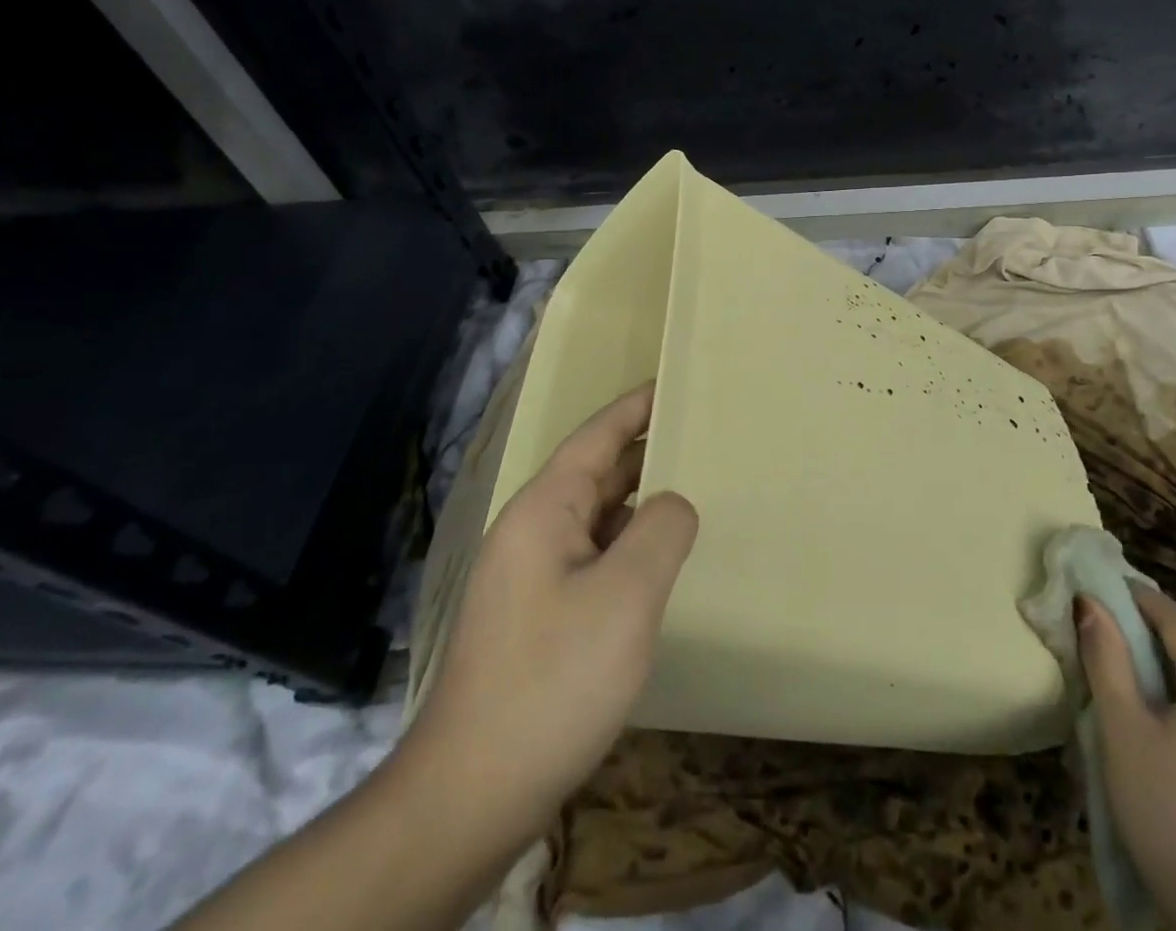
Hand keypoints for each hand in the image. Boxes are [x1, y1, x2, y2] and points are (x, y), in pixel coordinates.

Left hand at [399, 383, 697, 845]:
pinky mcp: (537, 617)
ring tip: (695, 491)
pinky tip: (662, 563)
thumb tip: (673, 504)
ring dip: (640, 502)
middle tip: (703, 437)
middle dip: (647, 452)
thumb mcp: (626, 595)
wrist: (472, 794)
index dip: (636, 407)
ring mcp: (531, 577)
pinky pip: (593, 558)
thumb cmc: (553, 679)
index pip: (597, 436)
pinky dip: (630, 546)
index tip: (675, 382)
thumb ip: (661, 529)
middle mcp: (532, 532)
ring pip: (596, 519)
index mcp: (544, 510)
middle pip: (596, 473)